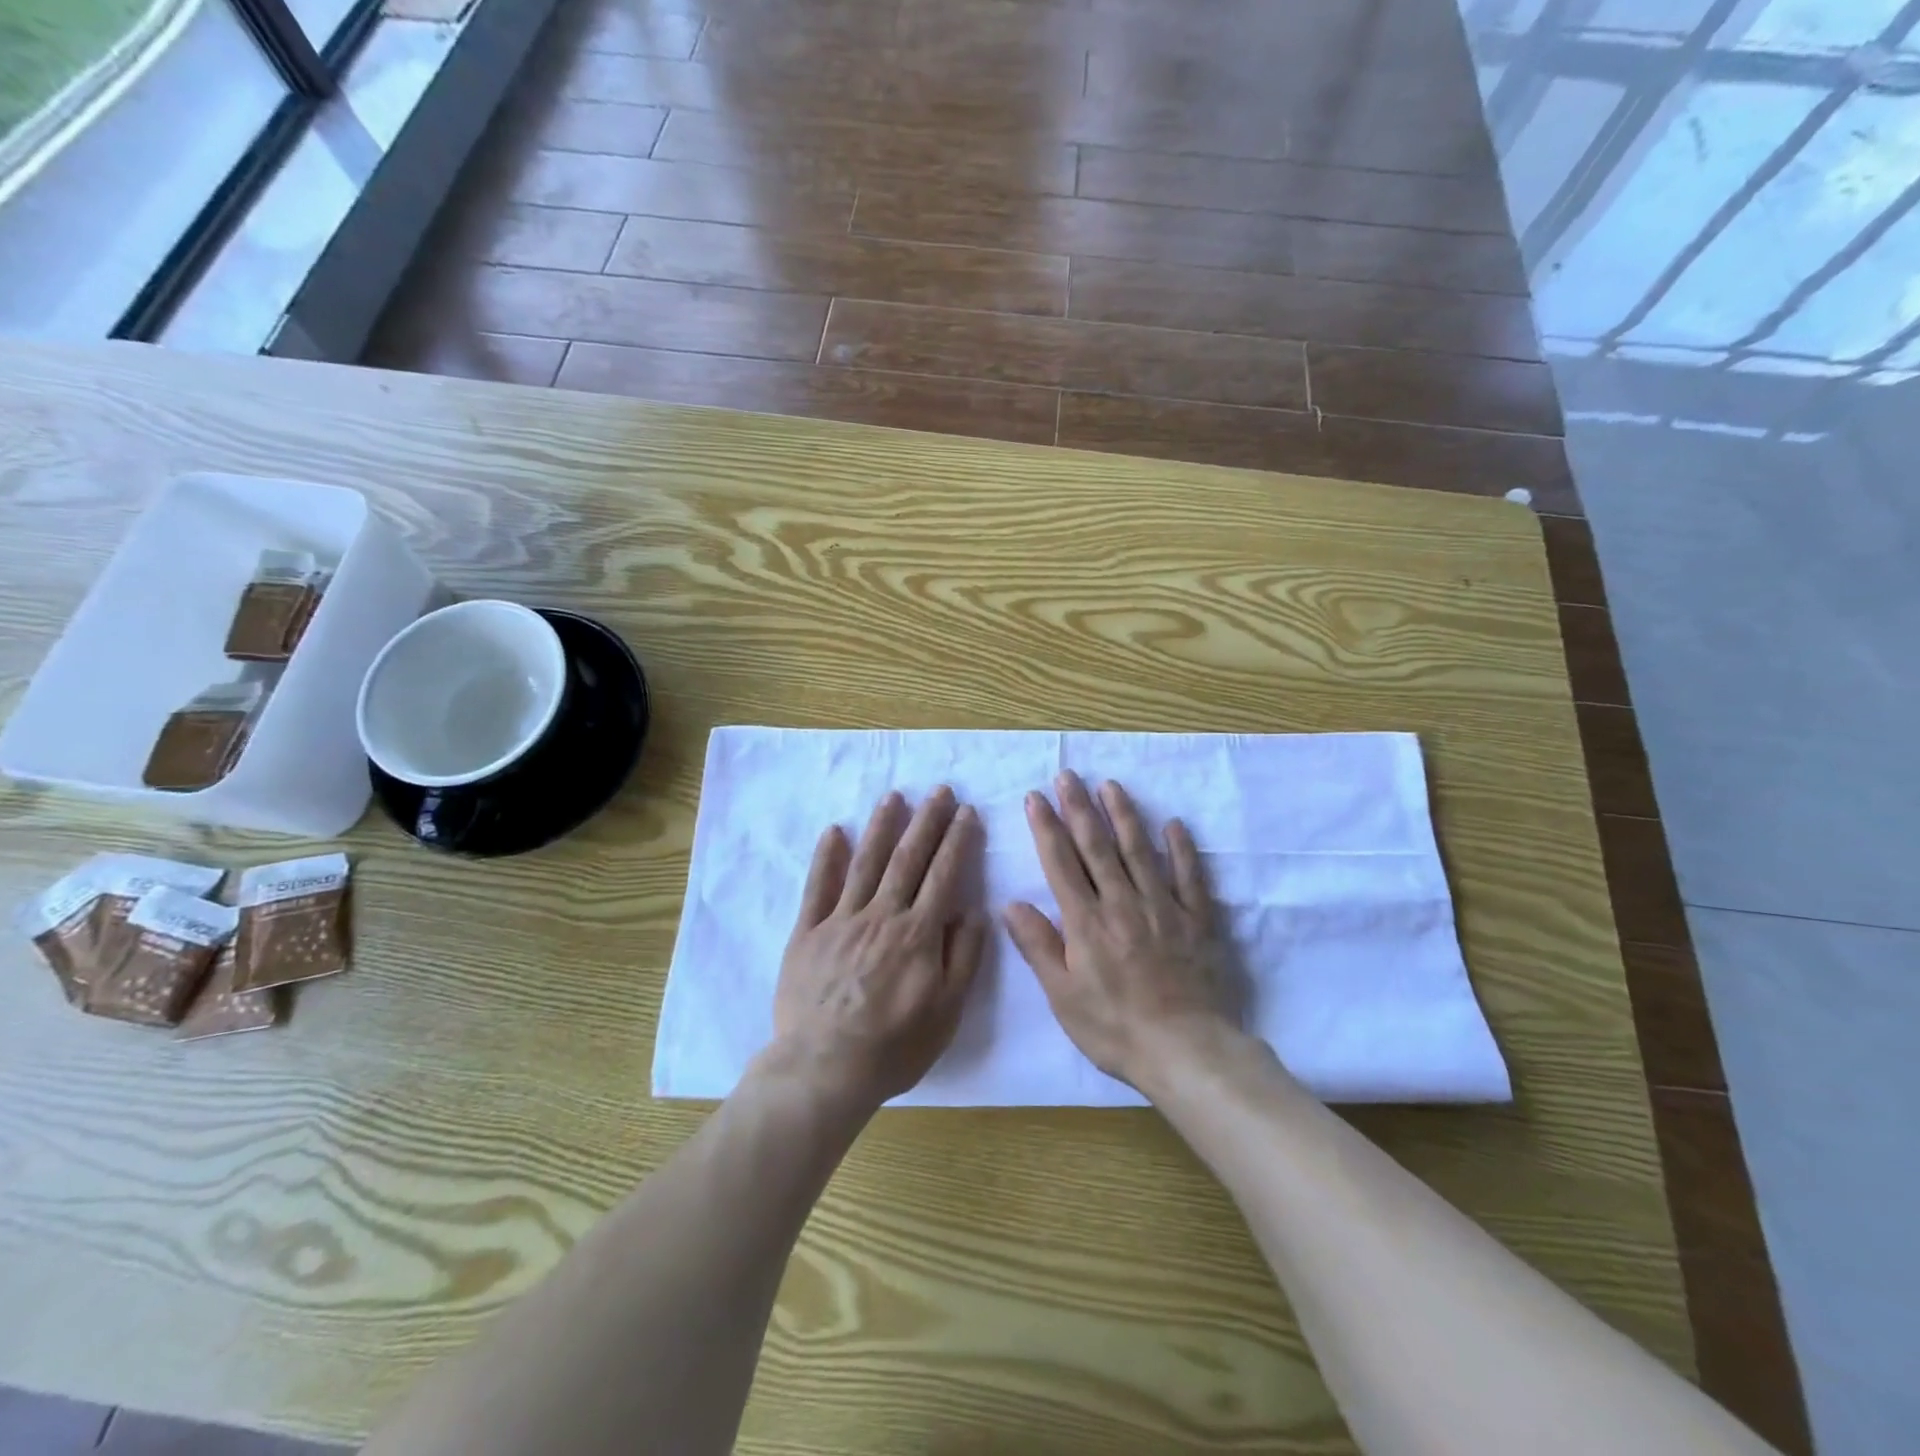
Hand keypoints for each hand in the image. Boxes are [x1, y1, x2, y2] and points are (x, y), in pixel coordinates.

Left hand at [770, 786, 987, 1113]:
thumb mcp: (947, 1012)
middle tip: (939, 790)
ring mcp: (841, 920)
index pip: (943, 875)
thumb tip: (974, 911)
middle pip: (908, 859)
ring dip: (881, 826)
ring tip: (894, 796)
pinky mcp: (807, 932)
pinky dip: (826, 857)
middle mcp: (881, 915)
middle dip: (927, 821)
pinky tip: (835, 831)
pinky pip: (817, 887)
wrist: (825, 1069)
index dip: (957, 840)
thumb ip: (963, 958)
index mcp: (918, 934)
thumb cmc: (894, 1047)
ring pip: (866, 863)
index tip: (967, 812)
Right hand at [1005, 772, 1236, 1089]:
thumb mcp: (1063, 996)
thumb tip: (1011, 903)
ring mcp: (1163, 908)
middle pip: (1097, 847)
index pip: (1060, 863)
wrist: (1186, 1051)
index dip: (1046, 827)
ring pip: (1139, 851)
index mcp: (1086, 922)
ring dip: (1123, 815)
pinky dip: (1181, 849)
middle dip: (1079, 808)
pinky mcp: (1197, 920)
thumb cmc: (1115, 1029)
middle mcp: (1122, 903)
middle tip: (1068, 775)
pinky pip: (1189, 876)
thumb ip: (1038, 946)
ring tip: (1110, 785)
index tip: (1035, 797)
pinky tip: (1174, 824)